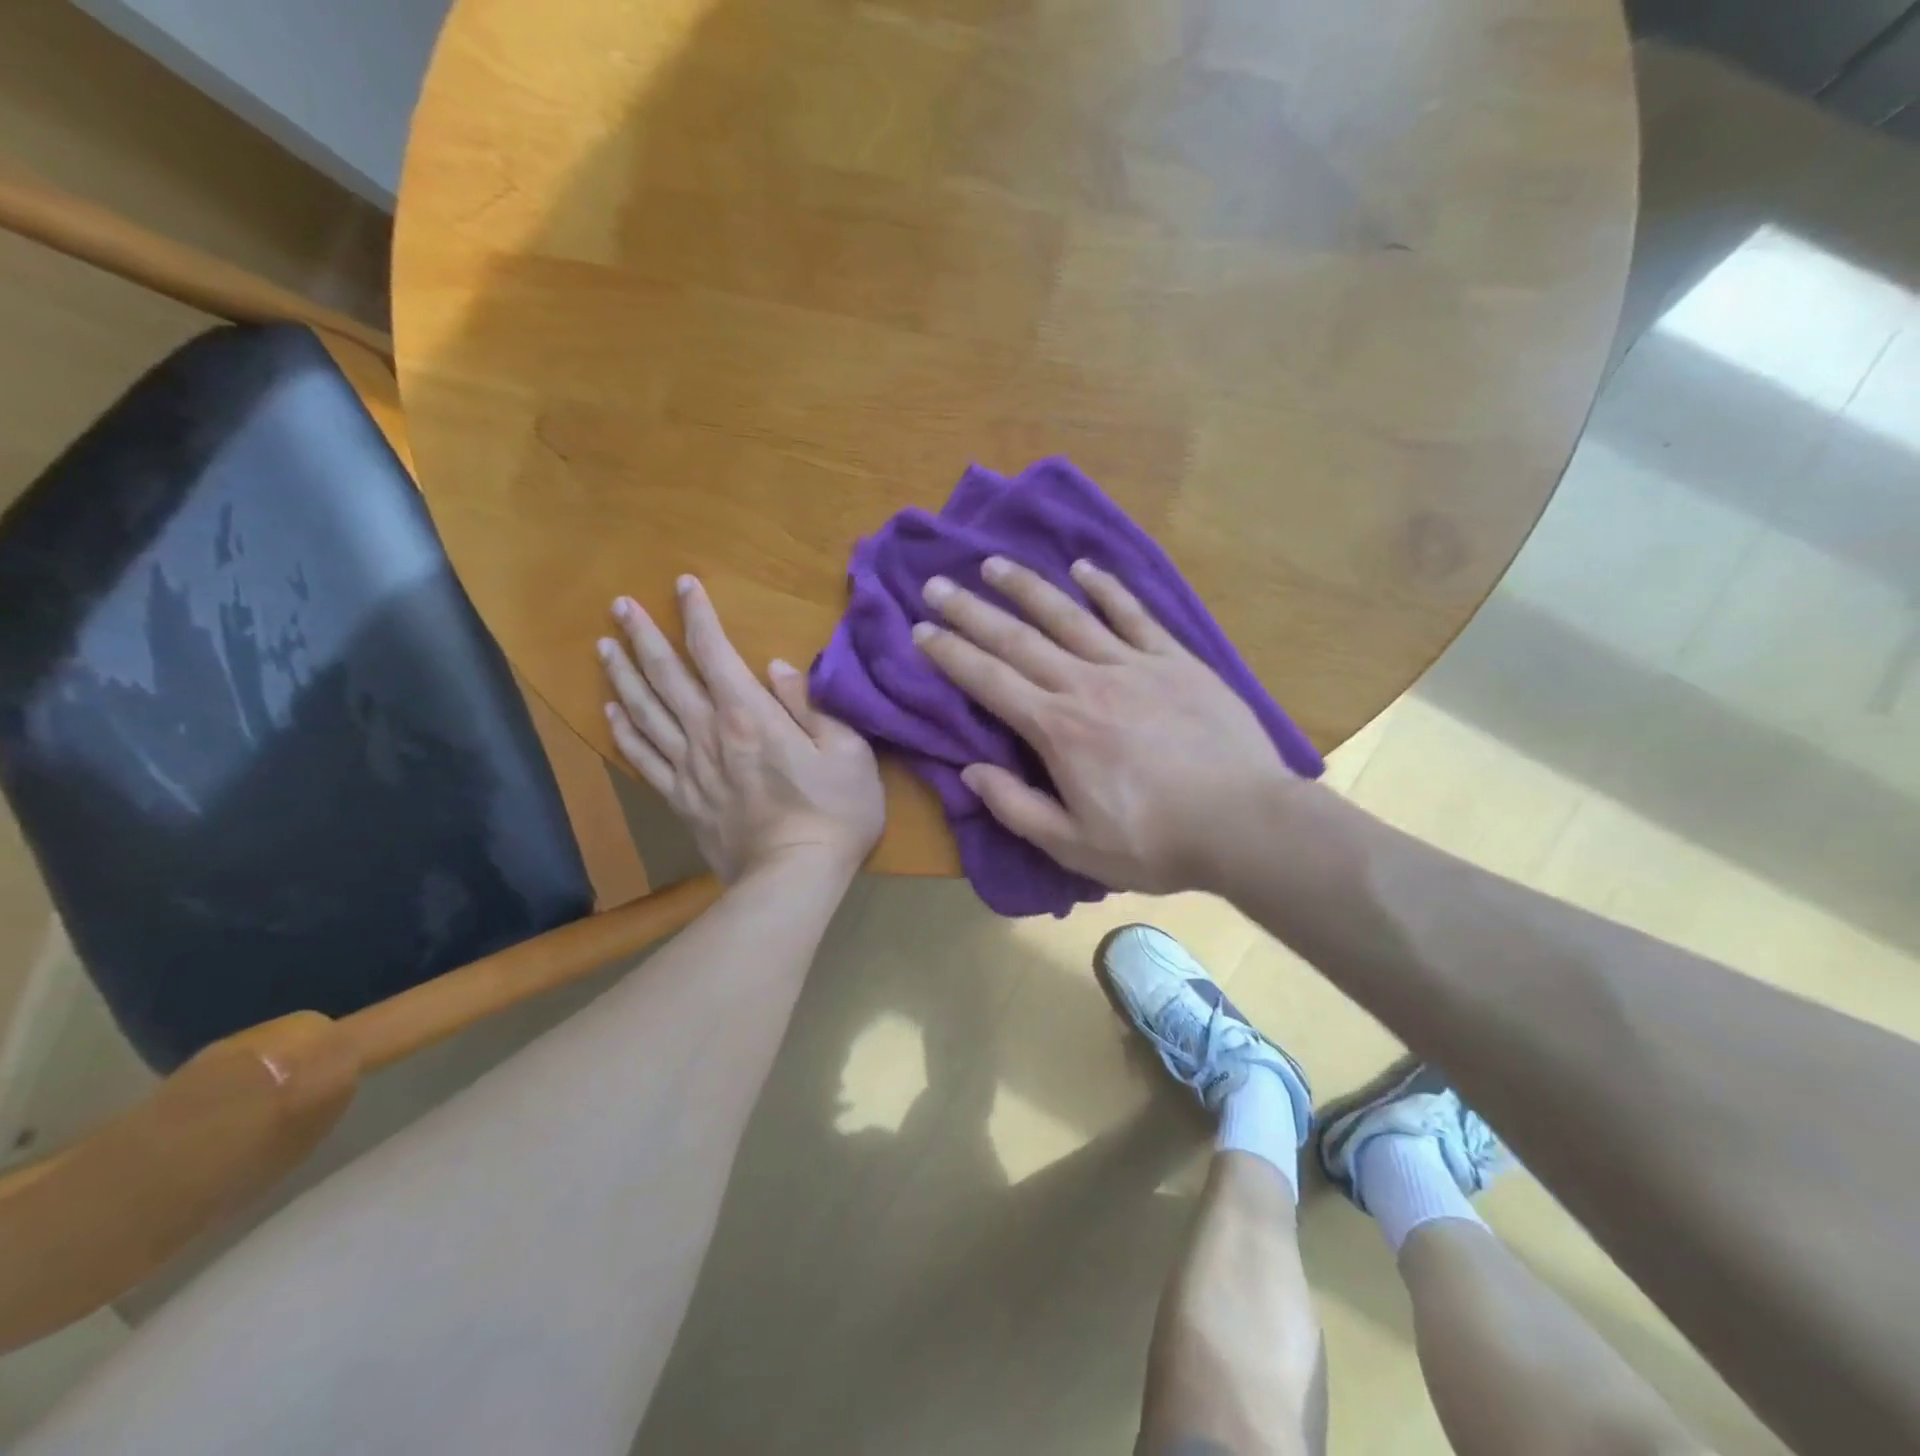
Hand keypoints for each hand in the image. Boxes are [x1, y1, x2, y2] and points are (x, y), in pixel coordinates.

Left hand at [599, 576, 883, 882]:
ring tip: (603, 646)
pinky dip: (623, 731)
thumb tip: (778, 669)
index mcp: (750, 715)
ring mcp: (689, 768)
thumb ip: (811, 706)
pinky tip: (609, 711)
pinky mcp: (680, 799)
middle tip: (621, 605)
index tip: (684, 584)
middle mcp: (709, 733)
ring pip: (645, 711)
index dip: (698, 615)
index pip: (714, 652)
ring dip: (623, 675)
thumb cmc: (834, 812)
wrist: (794, 878)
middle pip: (666, 675)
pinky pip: (643, 758)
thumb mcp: (848, 751)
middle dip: (643, 636)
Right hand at [913, 557, 1296, 894]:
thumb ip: (1016, 807)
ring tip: (994, 563)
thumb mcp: (1073, 844)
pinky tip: (1084, 569)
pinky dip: (1107, 589)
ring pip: (1069, 616)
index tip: (920, 631)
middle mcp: (1086, 684)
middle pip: (1018, 639)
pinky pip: (1134, 616)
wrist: (1246, 824)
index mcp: (1057, 729)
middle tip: (936, 584)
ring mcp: (1133, 666)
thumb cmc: (1155, 842)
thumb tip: (970, 772)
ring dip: (1027, 588)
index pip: (989, 682)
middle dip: (971, 611)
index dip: (950, 654)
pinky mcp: (1176, 661)